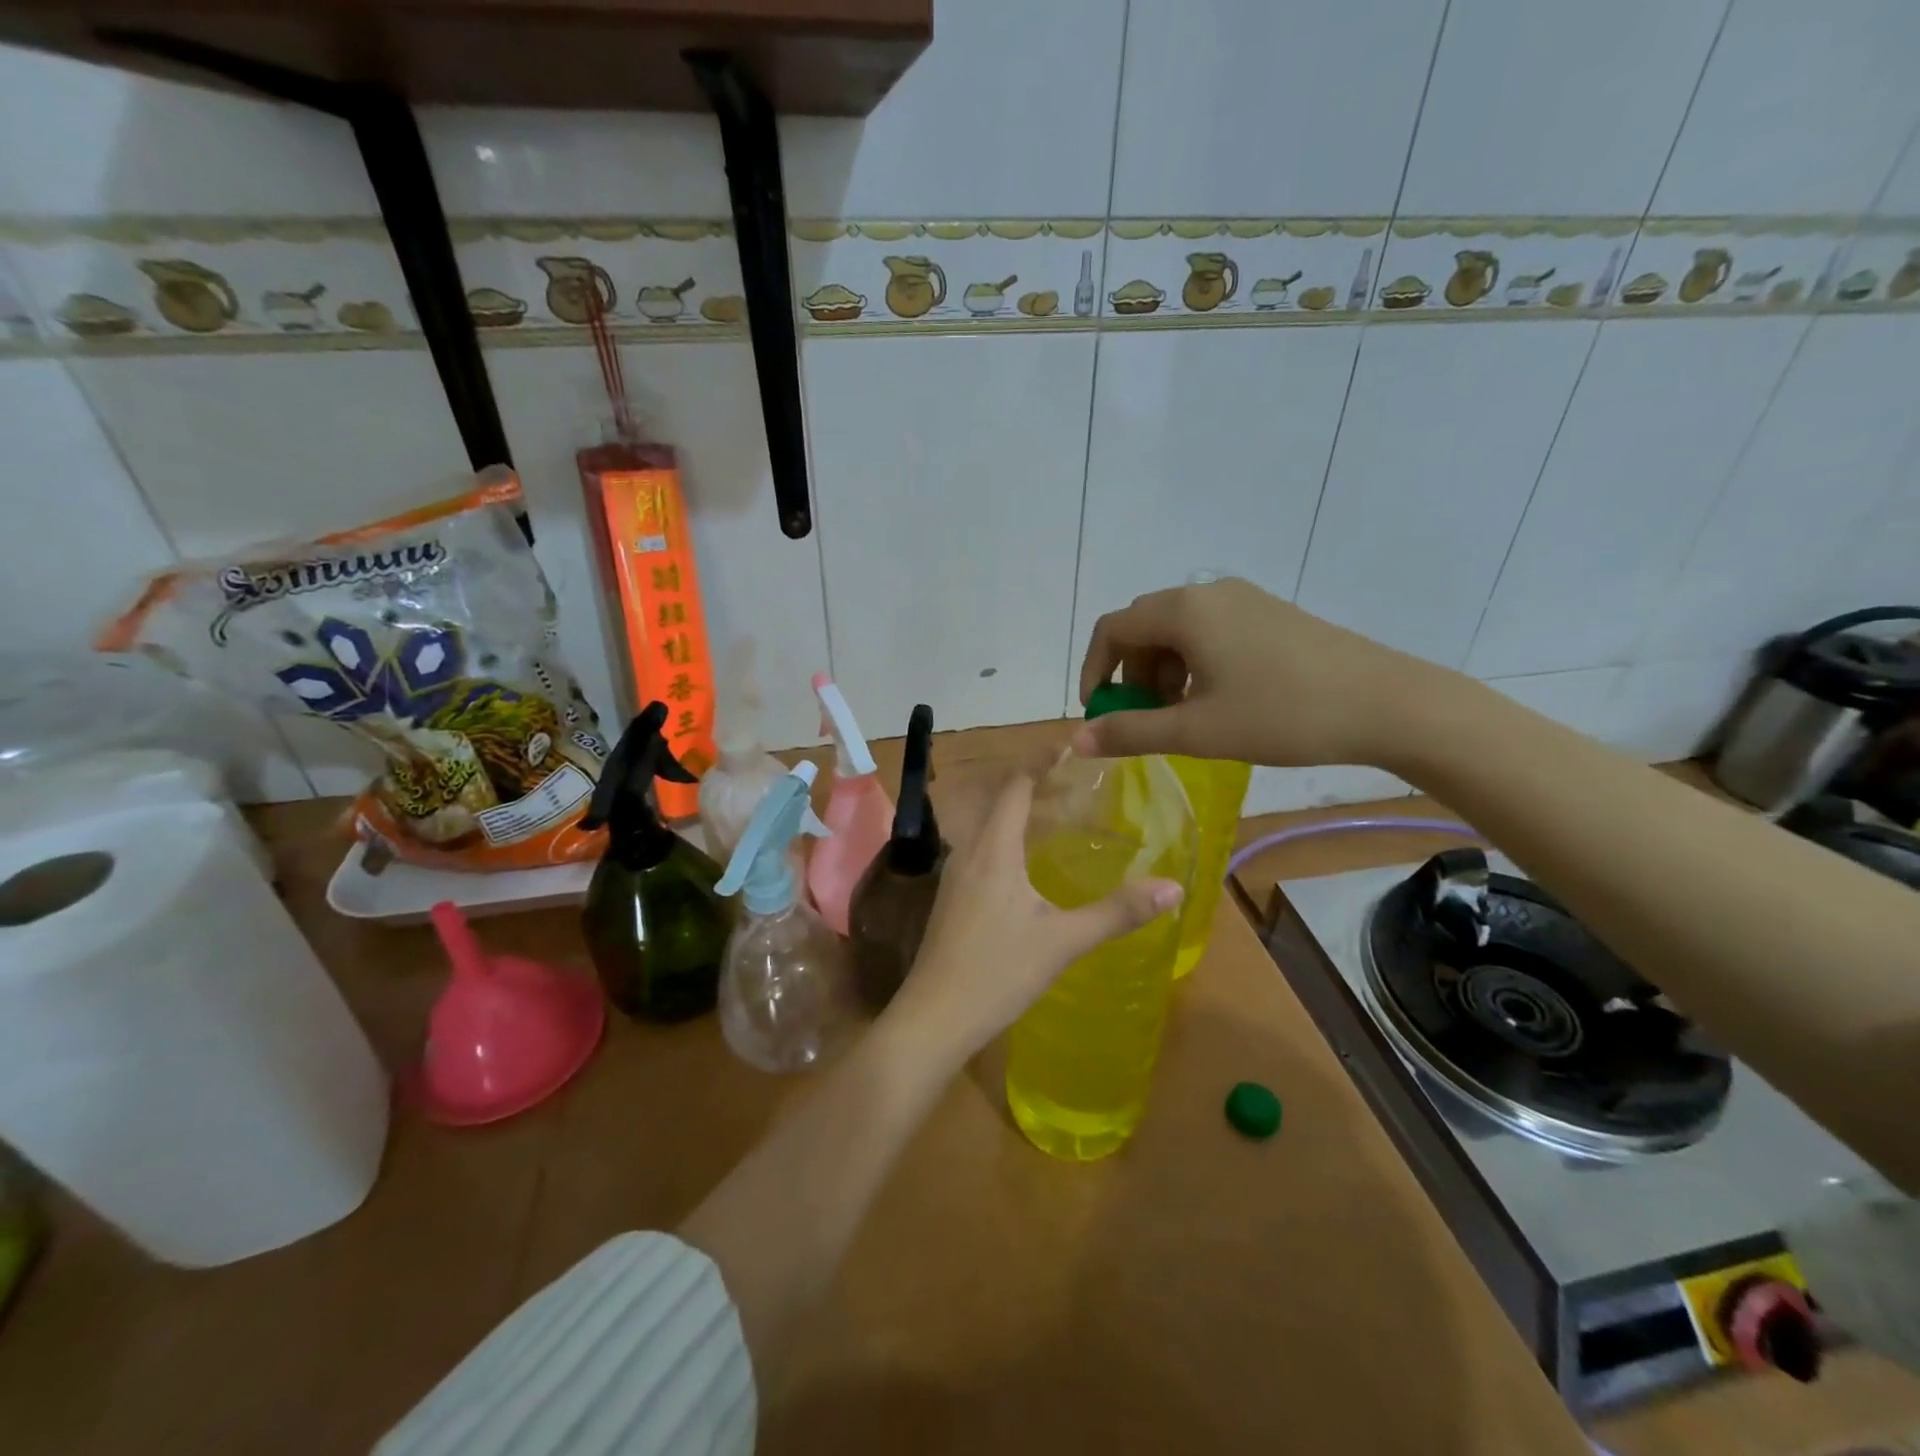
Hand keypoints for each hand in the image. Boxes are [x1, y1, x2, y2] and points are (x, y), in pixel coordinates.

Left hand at [880, 775, 1182, 1066]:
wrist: (934, 1018)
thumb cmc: (997, 972)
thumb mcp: (1063, 942)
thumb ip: (1117, 912)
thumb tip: (1173, 887)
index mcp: (993, 850)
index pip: (1014, 786)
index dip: (1040, 763)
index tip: (1071, 748)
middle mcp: (969, 852)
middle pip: (999, 802)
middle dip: (1036, 786)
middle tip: (1079, 785)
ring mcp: (955, 877)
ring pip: (989, 828)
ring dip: (1021, 815)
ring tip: (1061, 818)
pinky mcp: (952, 900)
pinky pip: (983, 851)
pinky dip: (1009, 841)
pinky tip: (1031, 866)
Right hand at [1074, 577, 1443, 768]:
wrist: (1385, 704)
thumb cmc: (1281, 715)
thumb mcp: (1197, 731)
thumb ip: (1131, 732)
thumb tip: (1077, 740)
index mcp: (1184, 611)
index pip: (1112, 629)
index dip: (1094, 671)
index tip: (1101, 714)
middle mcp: (1209, 593)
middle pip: (1144, 626)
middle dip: (1130, 674)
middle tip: (1145, 719)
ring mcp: (1244, 600)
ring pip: (1178, 631)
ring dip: (1163, 671)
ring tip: (1183, 716)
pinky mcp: (1269, 614)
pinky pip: (1210, 632)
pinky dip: (1195, 664)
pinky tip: (1219, 700)